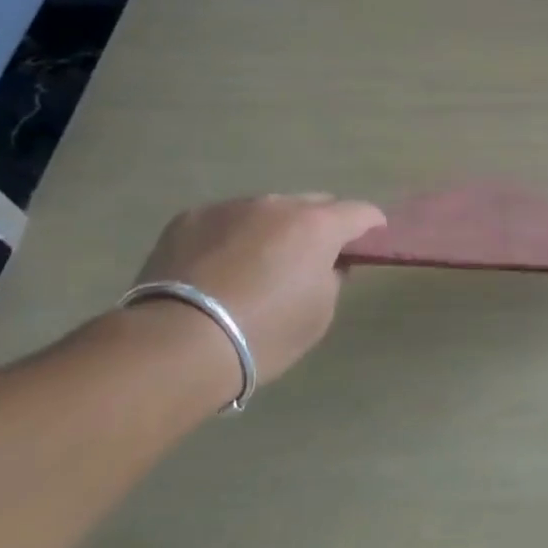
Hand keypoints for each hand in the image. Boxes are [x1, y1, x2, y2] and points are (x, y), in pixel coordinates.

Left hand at [132, 194, 385, 382]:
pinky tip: (220, 266)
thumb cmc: (263, 335)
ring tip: (260, 261)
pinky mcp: (189, 218)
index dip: (371, 224)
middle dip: (321, 223)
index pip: (360, 212)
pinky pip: (226, 220)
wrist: (176, 344)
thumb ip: (332, 279)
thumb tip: (327, 263)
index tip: (371, 239)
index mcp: (317, 226)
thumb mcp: (319, 315)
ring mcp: (230, 207)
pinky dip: (233, 236)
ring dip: (275, 228)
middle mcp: (277, 204)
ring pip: (267, 210)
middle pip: (313, 203)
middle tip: (314, 254)